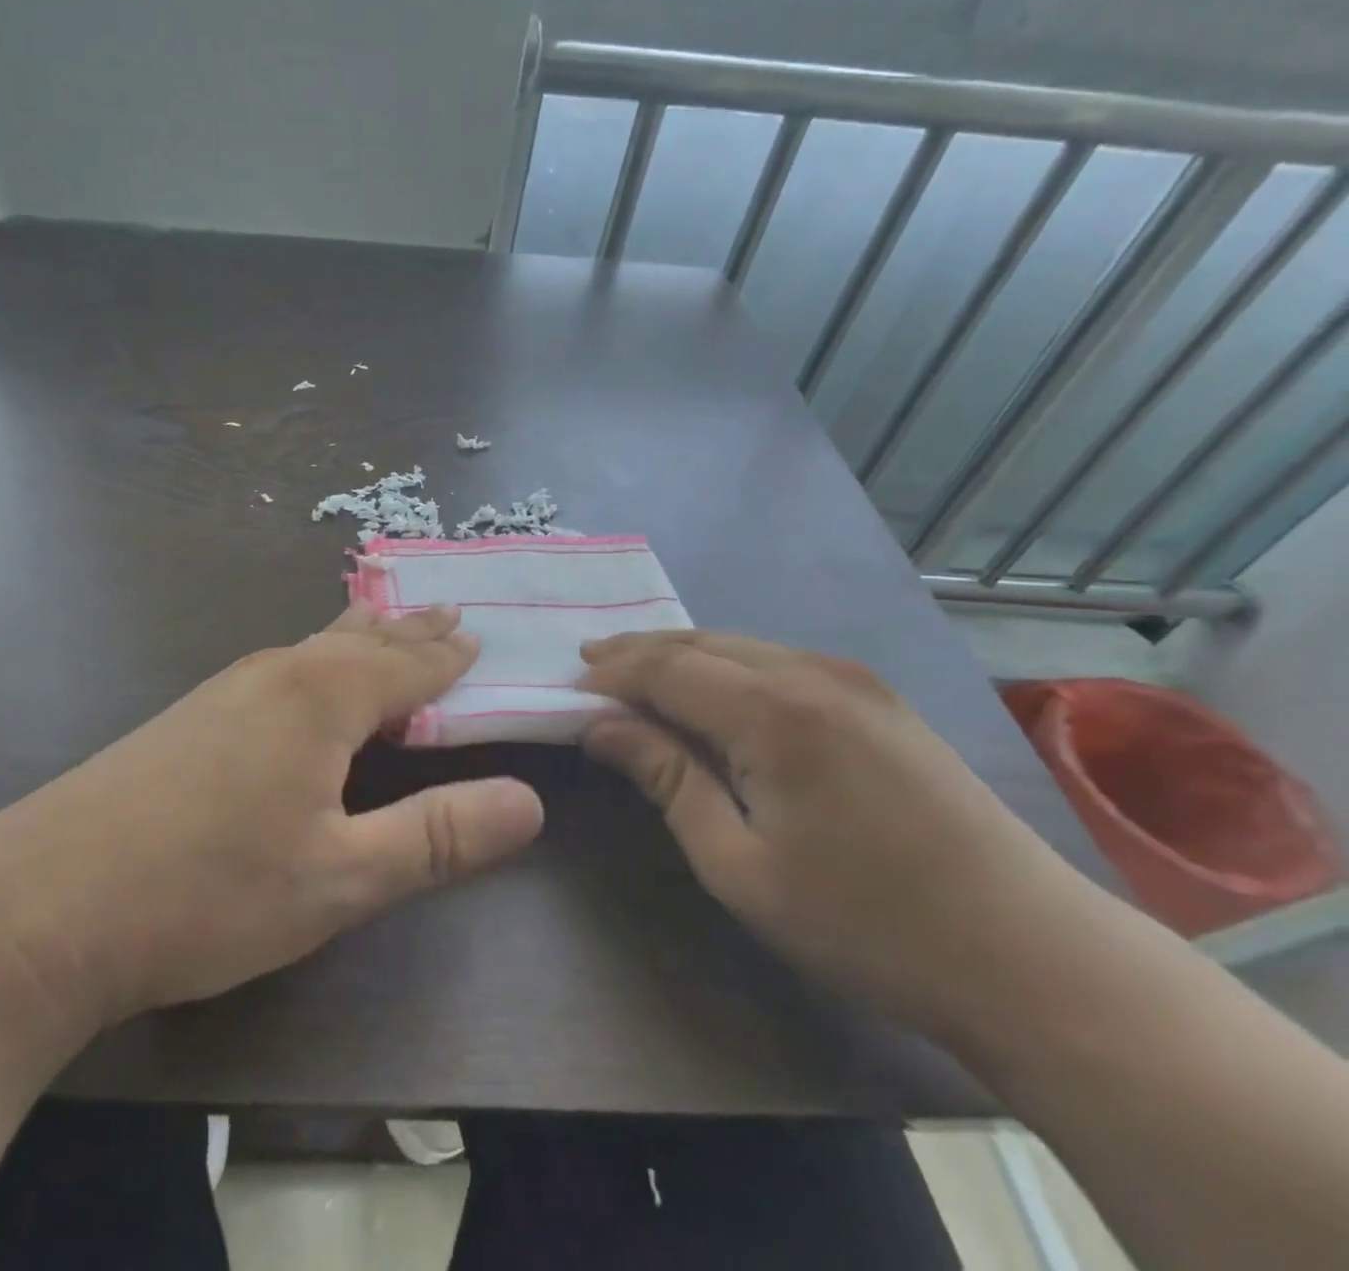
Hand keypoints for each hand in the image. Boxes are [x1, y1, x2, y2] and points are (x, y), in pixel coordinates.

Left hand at [0, 603, 543, 1045]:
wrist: (42, 904)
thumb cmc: (207, 892)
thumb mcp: (342, 879)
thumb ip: (438, 836)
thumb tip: (530, 801)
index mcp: (322, 696)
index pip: (409, 665)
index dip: (450, 657)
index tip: (483, 637)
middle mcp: (277, 673)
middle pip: (362, 639)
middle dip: (411, 632)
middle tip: (450, 614)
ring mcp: (226, 689)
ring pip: (316, 646)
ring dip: (363, 638)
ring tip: (390, 625)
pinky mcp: (191, 715)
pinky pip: (281, 667)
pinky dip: (320, 658)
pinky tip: (308, 675)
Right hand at [578, 630, 1099, 1042]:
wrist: (1031, 956)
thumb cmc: (865, 922)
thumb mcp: (738, 864)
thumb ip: (666, 779)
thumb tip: (600, 727)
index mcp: (773, 711)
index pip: (666, 668)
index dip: (611, 672)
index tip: (568, 687)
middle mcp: (811, 672)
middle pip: (700, 643)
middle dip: (638, 651)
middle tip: (589, 666)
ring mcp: (854, 679)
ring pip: (741, 646)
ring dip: (682, 656)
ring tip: (637, 675)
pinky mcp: (879, 698)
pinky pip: (778, 662)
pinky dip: (727, 667)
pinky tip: (713, 692)